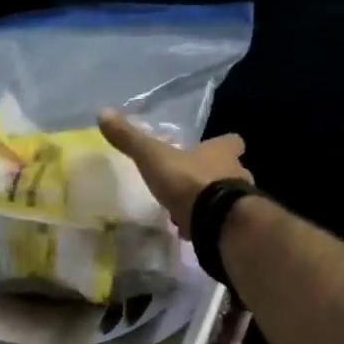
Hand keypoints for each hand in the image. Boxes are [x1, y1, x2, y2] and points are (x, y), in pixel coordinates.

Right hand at [98, 111, 251, 238]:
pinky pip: (222, 223)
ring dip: (213, 202)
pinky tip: (193, 231)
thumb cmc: (188, 181)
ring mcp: (240, 204)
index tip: (210, 149)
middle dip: (215, 175)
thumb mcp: (153, 157)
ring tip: (190, 210)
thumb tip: (103, 112)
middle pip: (232, 170)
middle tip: (195, 183)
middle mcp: (237, 173)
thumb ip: (131, 139)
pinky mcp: (234, 227)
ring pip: (229, 198)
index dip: (223, 144)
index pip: (232, 141)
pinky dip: (210, 225)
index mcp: (221, 153)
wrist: (215, 221)